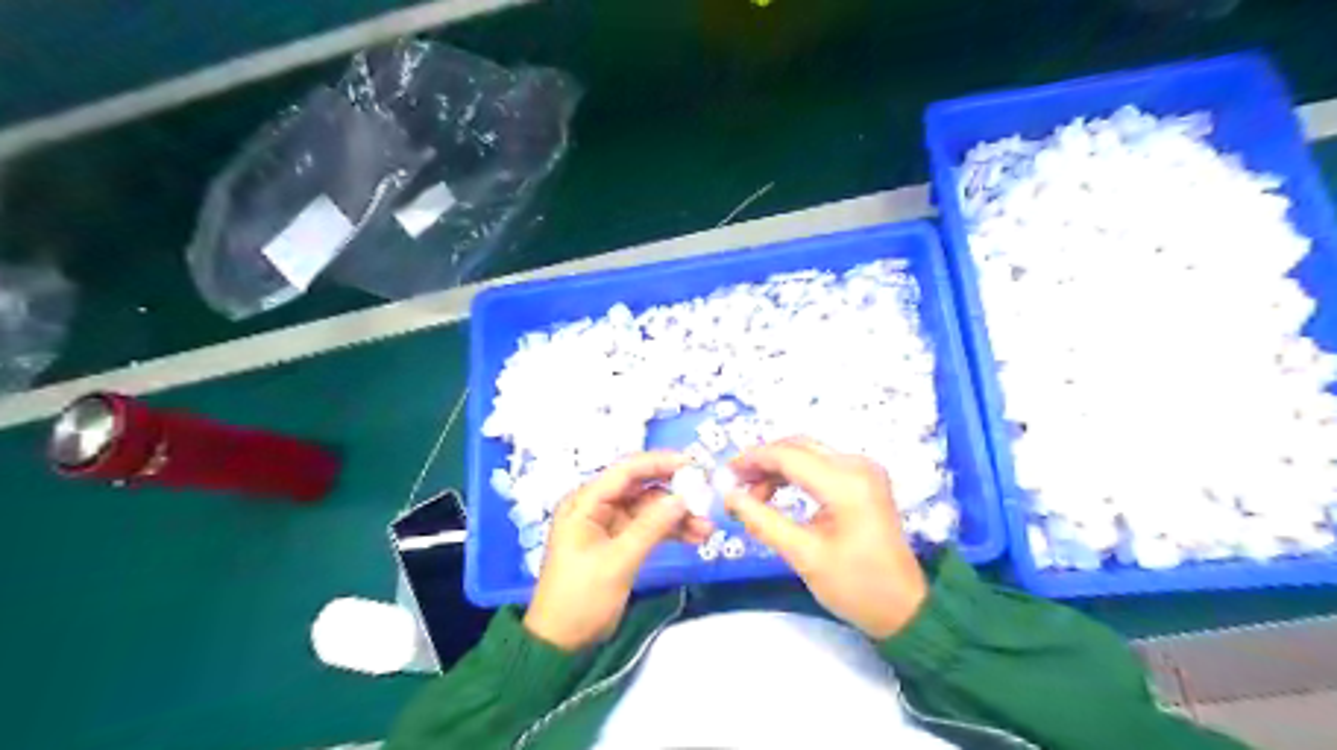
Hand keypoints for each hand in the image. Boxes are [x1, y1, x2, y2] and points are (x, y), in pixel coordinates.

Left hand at [521, 451, 715, 648]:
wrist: (561, 643)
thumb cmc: (581, 598)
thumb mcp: (618, 561)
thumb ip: (651, 526)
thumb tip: (684, 497)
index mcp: (585, 503)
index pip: (625, 472)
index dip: (659, 463)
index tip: (693, 464)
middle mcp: (596, 506)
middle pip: (641, 488)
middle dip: (674, 493)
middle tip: (706, 498)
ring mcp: (609, 525)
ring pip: (649, 509)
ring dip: (677, 516)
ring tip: (707, 528)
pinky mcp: (619, 543)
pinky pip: (649, 528)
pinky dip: (670, 531)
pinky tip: (695, 537)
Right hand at [720, 441, 931, 638]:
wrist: (905, 608)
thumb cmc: (856, 586)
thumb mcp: (804, 555)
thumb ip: (763, 521)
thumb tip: (729, 496)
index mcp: (846, 483)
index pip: (788, 456)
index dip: (752, 460)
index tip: (724, 475)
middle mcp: (857, 465)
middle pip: (798, 447)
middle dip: (763, 462)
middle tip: (735, 485)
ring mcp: (864, 470)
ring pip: (808, 453)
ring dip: (777, 468)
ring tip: (753, 496)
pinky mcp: (864, 480)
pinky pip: (821, 465)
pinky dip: (795, 475)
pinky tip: (777, 494)